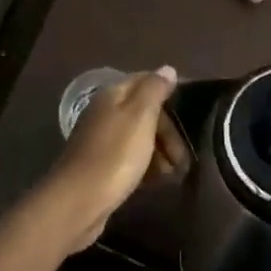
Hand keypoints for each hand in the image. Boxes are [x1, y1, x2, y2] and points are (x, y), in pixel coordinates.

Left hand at [38, 68, 180, 248]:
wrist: (78, 202)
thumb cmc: (114, 156)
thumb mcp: (140, 117)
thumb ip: (154, 90)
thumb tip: (167, 68)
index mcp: (112, 95)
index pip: (146, 81)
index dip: (169, 94)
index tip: (192, 116)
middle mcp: (104, 112)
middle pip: (144, 112)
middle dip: (167, 132)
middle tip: (183, 157)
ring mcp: (100, 140)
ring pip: (138, 137)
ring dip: (160, 152)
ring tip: (175, 173)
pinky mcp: (100, 166)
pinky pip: (129, 159)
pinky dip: (146, 166)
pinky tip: (156, 182)